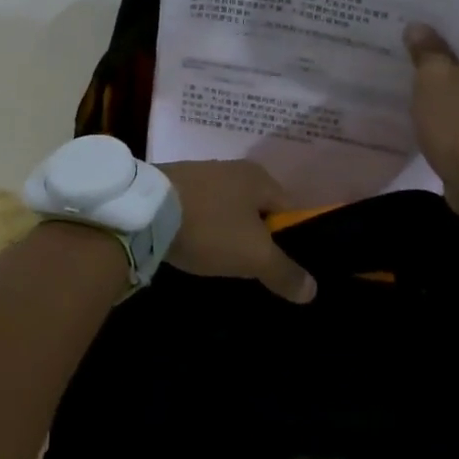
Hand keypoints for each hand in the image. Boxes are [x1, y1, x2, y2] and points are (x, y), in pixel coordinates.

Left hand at [159, 160, 316, 303]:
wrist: (146, 210)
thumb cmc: (210, 226)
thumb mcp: (254, 255)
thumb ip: (285, 272)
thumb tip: (313, 290)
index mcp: (259, 177)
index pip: (289, 210)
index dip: (291, 240)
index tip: (283, 269)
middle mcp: (233, 168)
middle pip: (257, 210)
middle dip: (257, 238)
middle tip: (254, 270)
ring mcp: (202, 174)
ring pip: (228, 211)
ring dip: (228, 233)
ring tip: (223, 262)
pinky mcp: (175, 185)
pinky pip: (202, 211)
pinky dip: (204, 228)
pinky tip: (197, 247)